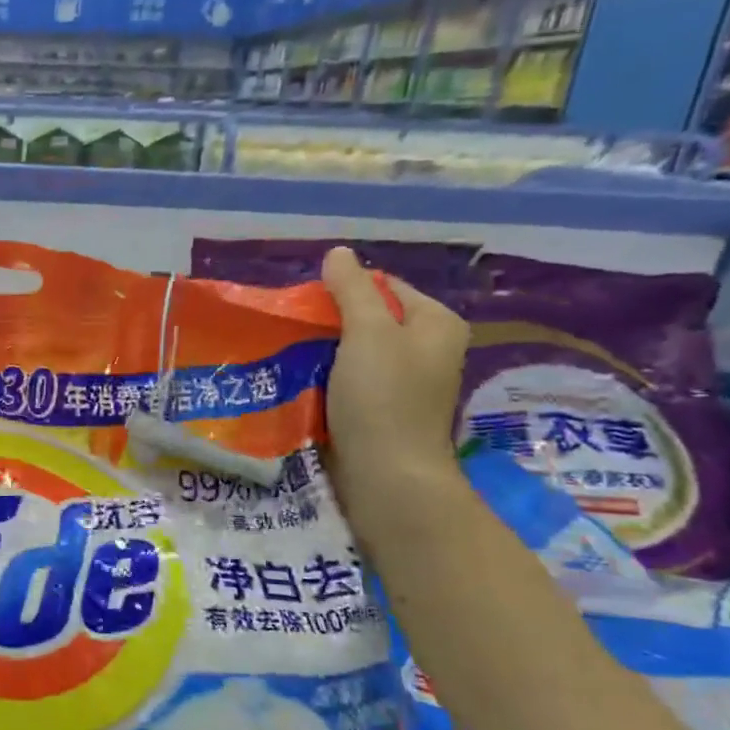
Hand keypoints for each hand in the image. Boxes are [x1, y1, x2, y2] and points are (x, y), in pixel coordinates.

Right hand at [319, 247, 469, 526]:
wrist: (388, 476)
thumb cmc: (383, 398)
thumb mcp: (368, 333)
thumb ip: (352, 289)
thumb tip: (338, 253)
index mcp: (437, 323)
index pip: (384, 286)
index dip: (344, 289)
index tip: (306, 305)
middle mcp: (429, 349)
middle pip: (370, 318)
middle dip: (331, 321)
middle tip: (294, 328)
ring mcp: (408, 382)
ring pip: (357, 351)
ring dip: (325, 351)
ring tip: (292, 353)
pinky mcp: (385, 410)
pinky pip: (352, 380)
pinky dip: (329, 378)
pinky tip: (303, 382)